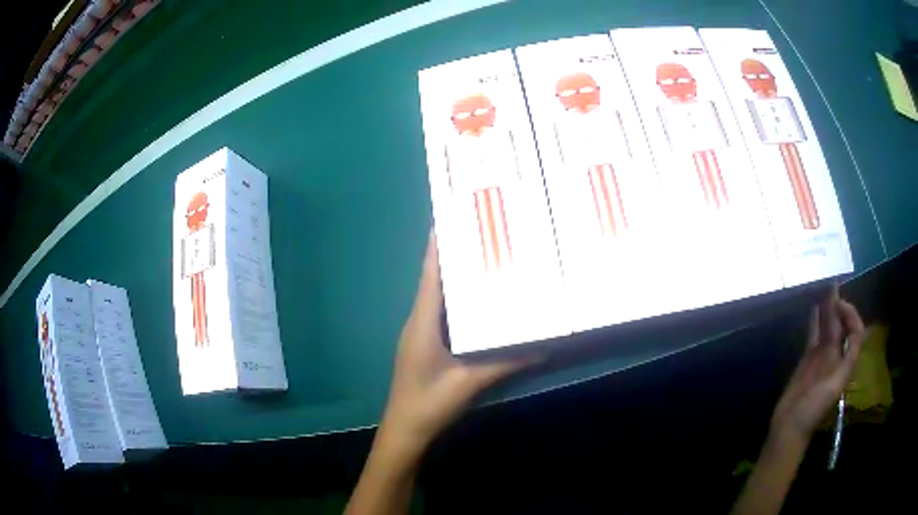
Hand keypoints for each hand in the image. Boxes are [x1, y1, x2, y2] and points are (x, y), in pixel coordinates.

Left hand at [378, 231, 539, 456]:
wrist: (405, 430)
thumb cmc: (430, 403)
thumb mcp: (469, 382)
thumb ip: (505, 363)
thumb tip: (542, 347)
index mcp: (422, 323)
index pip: (430, 275)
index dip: (437, 246)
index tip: (448, 218)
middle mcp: (417, 322)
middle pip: (434, 281)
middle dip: (452, 257)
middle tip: (478, 237)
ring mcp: (418, 334)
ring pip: (437, 298)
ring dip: (453, 279)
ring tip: (480, 261)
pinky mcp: (424, 346)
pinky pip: (440, 315)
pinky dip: (454, 302)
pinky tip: (474, 303)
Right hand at [770, 286, 864, 442]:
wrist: (789, 427)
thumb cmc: (813, 410)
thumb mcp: (835, 387)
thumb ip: (848, 359)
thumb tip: (857, 329)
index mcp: (845, 362)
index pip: (855, 332)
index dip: (851, 315)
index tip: (840, 304)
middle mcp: (835, 355)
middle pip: (840, 326)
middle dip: (838, 306)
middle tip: (831, 285)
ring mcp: (821, 357)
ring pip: (827, 327)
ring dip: (827, 309)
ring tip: (823, 289)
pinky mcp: (807, 359)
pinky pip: (813, 334)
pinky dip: (814, 321)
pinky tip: (813, 308)